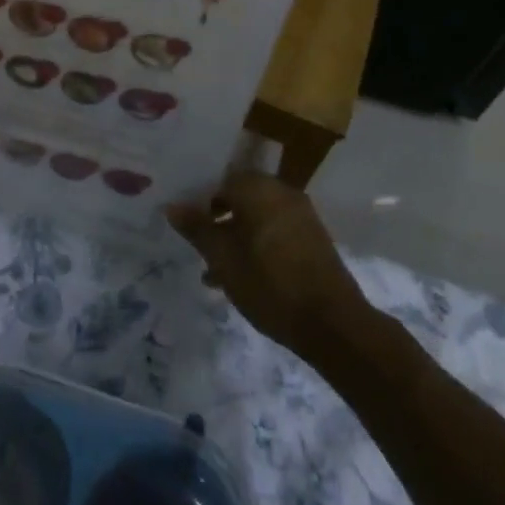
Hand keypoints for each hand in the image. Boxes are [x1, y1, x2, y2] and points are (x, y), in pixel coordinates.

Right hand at [165, 169, 367, 353]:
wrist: (332, 323)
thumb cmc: (269, 284)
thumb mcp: (223, 258)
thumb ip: (197, 229)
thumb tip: (172, 206)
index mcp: (258, 188)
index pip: (219, 182)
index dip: (199, 203)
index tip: (187, 227)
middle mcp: (281, 192)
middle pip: (239, 198)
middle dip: (217, 221)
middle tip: (199, 248)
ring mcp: (301, 214)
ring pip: (257, 218)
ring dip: (235, 238)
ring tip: (214, 272)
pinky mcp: (313, 238)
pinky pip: (275, 231)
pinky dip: (256, 245)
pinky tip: (243, 277)